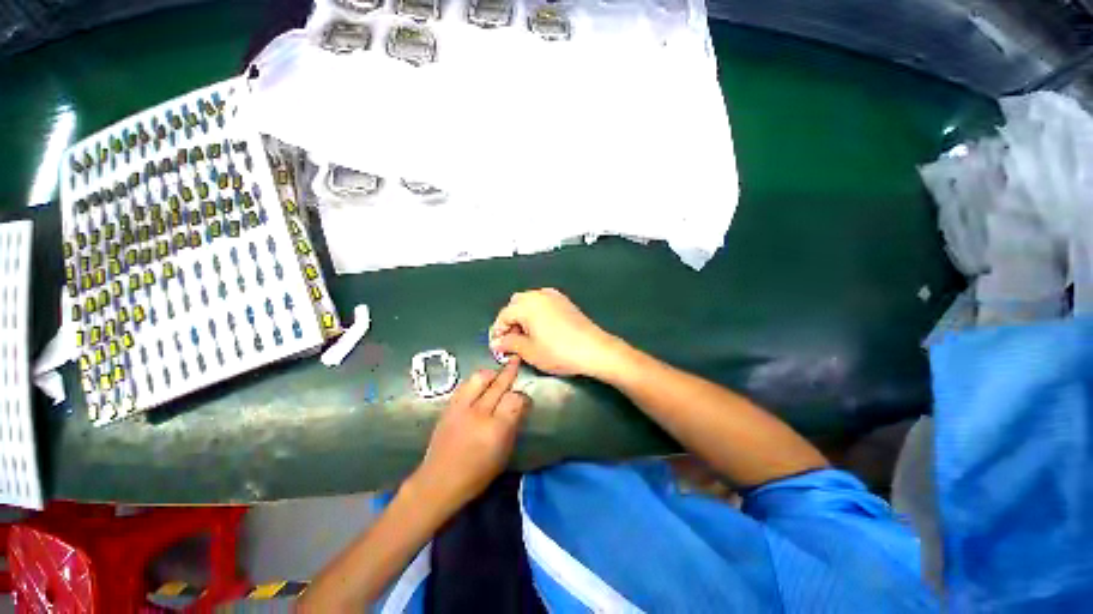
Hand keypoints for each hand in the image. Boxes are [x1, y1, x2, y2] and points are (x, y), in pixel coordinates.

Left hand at [410, 360, 530, 512]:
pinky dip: (476, 380)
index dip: (523, 397)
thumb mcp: (504, 453)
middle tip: (516, 361)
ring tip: (497, 372)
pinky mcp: (449, 406)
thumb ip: (513, 425)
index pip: (515, 400)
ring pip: (480, 378)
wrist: (439, 481)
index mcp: (496, 429)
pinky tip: (481, 383)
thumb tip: (520, 405)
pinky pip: (466, 384)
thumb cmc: (477, 473)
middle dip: (510, 372)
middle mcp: (479, 414)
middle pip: (499, 385)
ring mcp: (461, 408)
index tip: (525, 399)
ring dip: (492, 373)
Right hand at [489, 288, 620, 377]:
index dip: (497, 332)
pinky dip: (537, 312)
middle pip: (515, 305)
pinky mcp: (565, 301)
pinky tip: (541, 328)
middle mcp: (538, 295)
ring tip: (526, 336)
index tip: (498, 348)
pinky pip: (543, 302)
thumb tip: (498, 342)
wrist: (594, 349)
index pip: (503, 315)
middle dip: (510, 322)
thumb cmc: (559, 352)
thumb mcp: (529, 351)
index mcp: (526, 305)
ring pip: (529, 302)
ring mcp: (553, 296)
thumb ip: (509, 344)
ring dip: (523, 316)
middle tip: (512, 342)